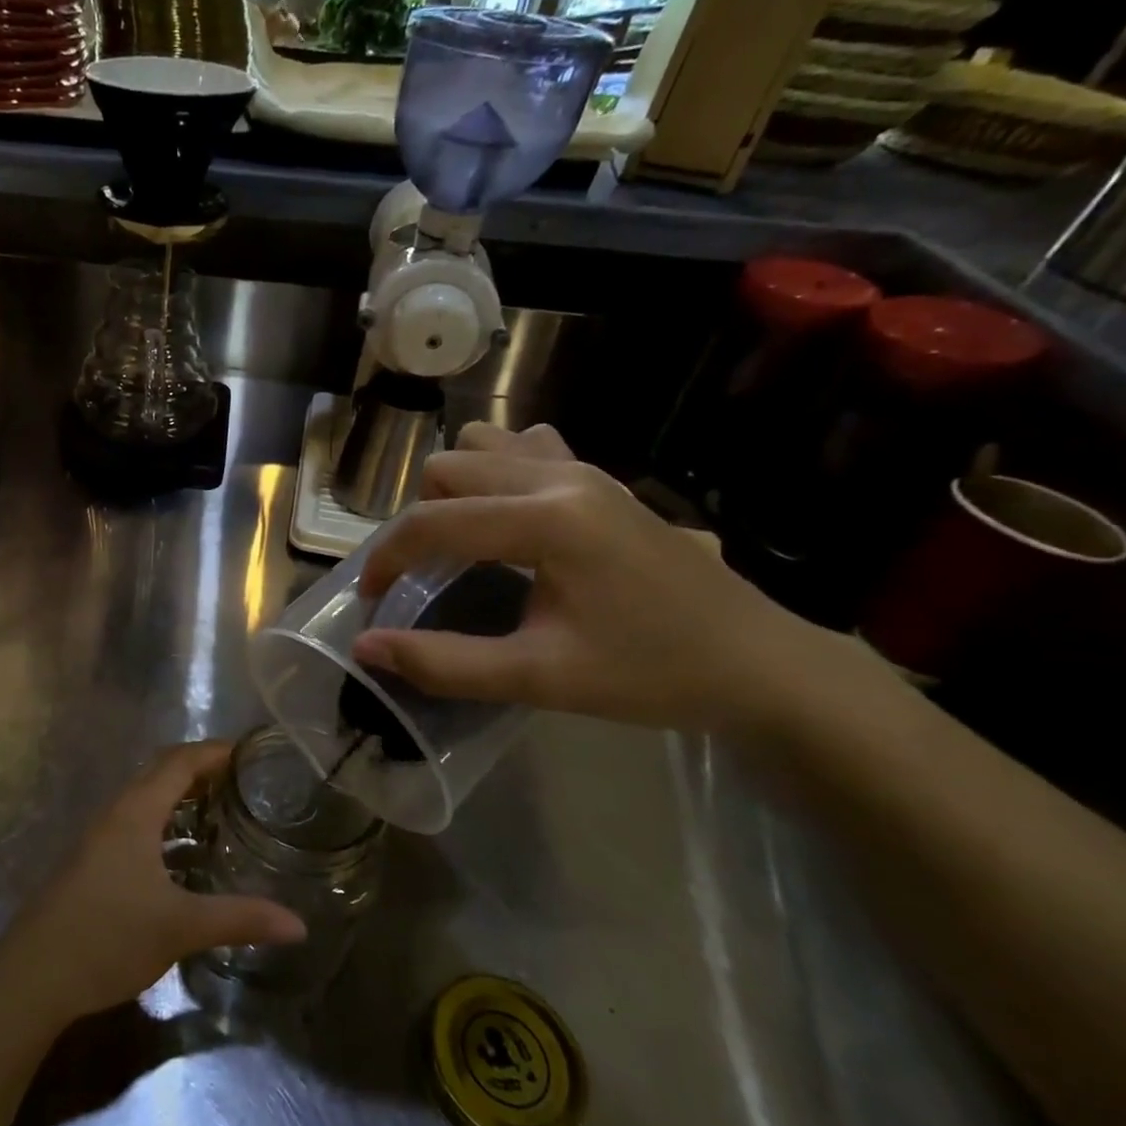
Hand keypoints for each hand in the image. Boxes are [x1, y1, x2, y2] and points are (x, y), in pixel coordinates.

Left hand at [1, 743, 306, 1025]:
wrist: (31, 978)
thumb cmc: (107, 937)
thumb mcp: (180, 927)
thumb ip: (240, 919)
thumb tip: (299, 925)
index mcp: (136, 811)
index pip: (180, 761)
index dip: (215, 752)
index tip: (251, 754)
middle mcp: (116, 813)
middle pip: (162, 773)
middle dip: (202, 771)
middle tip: (244, 783)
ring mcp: (99, 838)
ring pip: (147, 800)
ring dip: (182, 799)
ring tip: (223, 814)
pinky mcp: (92, 862)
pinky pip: (136, 824)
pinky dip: (166, 825)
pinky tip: (185, 857)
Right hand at [351, 425, 847, 734]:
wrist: (759, 663)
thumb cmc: (651, 673)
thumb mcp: (540, 678)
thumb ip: (445, 663)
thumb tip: (366, 648)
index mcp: (547, 520)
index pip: (432, 522)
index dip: (387, 559)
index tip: (372, 599)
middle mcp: (559, 476)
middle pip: (447, 469)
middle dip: (418, 523)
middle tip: (424, 579)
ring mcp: (583, 469)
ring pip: (481, 448)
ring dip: (454, 490)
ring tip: (462, 544)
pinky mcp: (599, 477)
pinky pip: (524, 448)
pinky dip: (494, 473)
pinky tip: (507, 519)